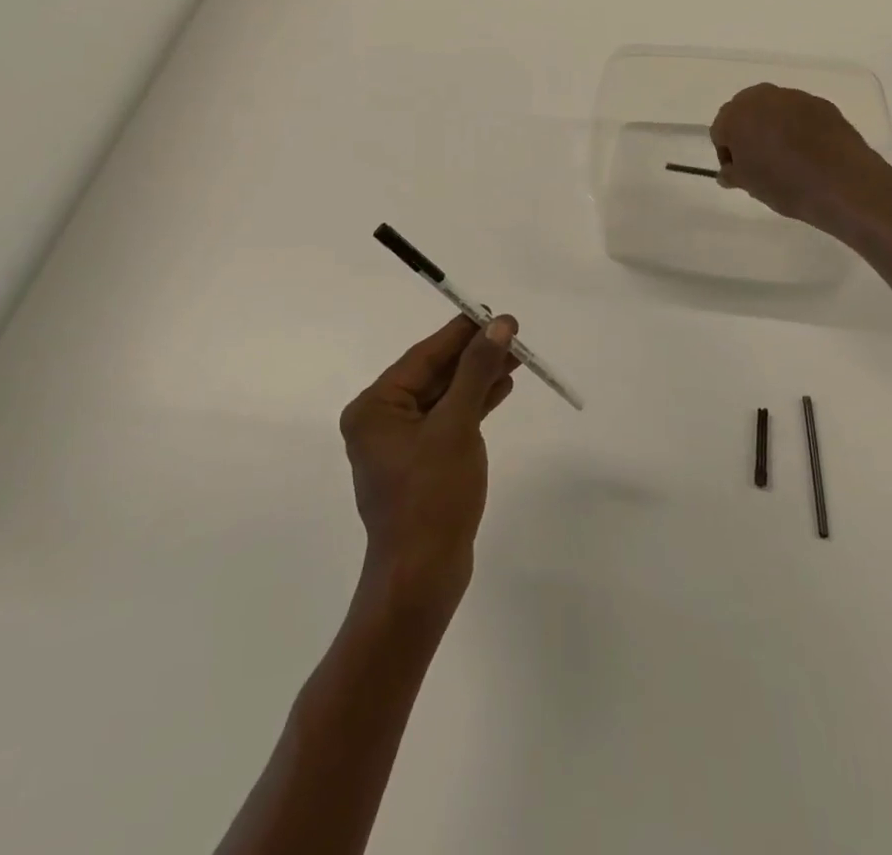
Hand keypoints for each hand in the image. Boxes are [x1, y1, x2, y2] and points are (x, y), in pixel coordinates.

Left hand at [339, 315, 518, 618]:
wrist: (422, 577)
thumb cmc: (432, 497)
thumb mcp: (457, 426)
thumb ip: (476, 371)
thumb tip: (498, 325)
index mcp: (375, 407)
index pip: (423, 356)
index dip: (461, 333)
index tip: (493, 313)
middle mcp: (382, 420)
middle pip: (434, 374)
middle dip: (474, 355)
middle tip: (512, 333)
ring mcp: (402, 444)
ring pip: (445, 397)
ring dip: (478, 378)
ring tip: (516, 357)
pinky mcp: (422, 463)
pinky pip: (449, 420)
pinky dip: (474, 404)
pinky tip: (501, 389)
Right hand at [710, 83, 891, 235]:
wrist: (843, 184)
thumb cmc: (785, 184)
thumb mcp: (750, 185)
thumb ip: (733, 173)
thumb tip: (728, 172)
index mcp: (736, 115)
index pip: (720, 130)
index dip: (727, 153)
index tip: (739, 172)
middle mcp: (763, 97)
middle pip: (745, 113)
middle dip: (748, 134)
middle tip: (759, 162)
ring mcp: (795, 97)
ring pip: (774, 110)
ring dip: (773, 128)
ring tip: (787, 158)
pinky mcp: (822, 104)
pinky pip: (800, 114)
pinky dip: (799, 128)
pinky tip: (809, 152)